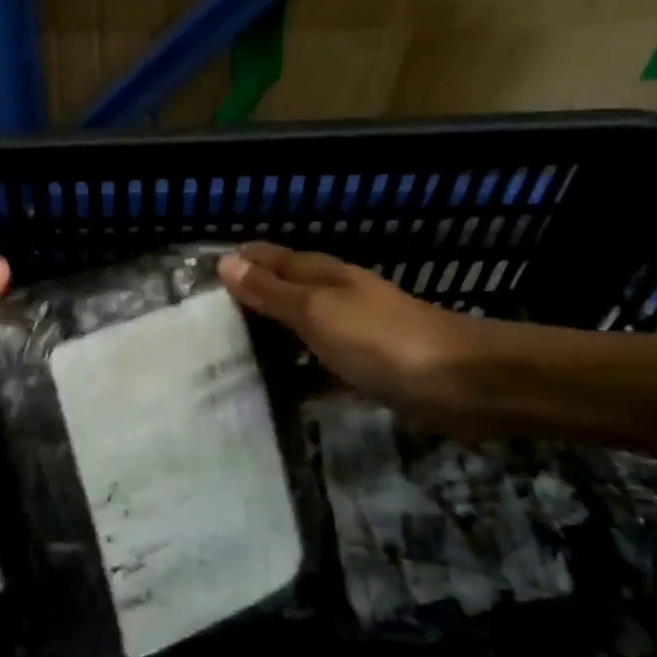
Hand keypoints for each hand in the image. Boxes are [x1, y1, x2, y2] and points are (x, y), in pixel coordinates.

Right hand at [218, 243, 474, 422]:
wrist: (463, 383)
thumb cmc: (382, 340)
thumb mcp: (317, 311)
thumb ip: (272, 291)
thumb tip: (226, 262)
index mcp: (320, 275)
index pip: (267, 259)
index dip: (235, 265)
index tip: (192, 284)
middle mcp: (332, 299)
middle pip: (279, 296)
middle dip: (243, 307)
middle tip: (197, 332)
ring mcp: (350, 336)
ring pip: (295, 335)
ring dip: (265, 345)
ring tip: (221, 367)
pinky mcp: (363, 371)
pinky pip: (317, 371)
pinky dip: (295, 379)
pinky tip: (271, 397)